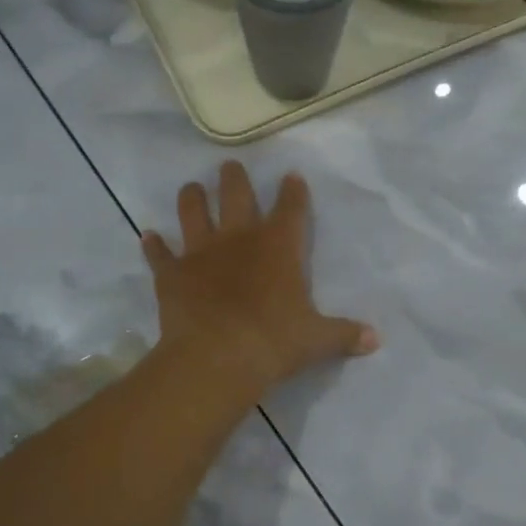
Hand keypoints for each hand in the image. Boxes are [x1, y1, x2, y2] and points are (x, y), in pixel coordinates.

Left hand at [142, 162, 378, 398]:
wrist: (218, 358)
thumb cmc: (274, 342)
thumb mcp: (317, 340)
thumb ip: (345, 334)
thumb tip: (376, 339)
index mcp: (278, 246)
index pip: (290, 208)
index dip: (293, 191)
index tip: (291, 177)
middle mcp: (238, 238)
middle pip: (235, 193)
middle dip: (234, 178)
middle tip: (230, 167)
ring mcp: (200, 252)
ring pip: (192, 210)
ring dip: (191, 198)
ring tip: (191, 189)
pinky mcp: (171, 273)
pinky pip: (159, 253)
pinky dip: (154, 246)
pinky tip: (149, 237)